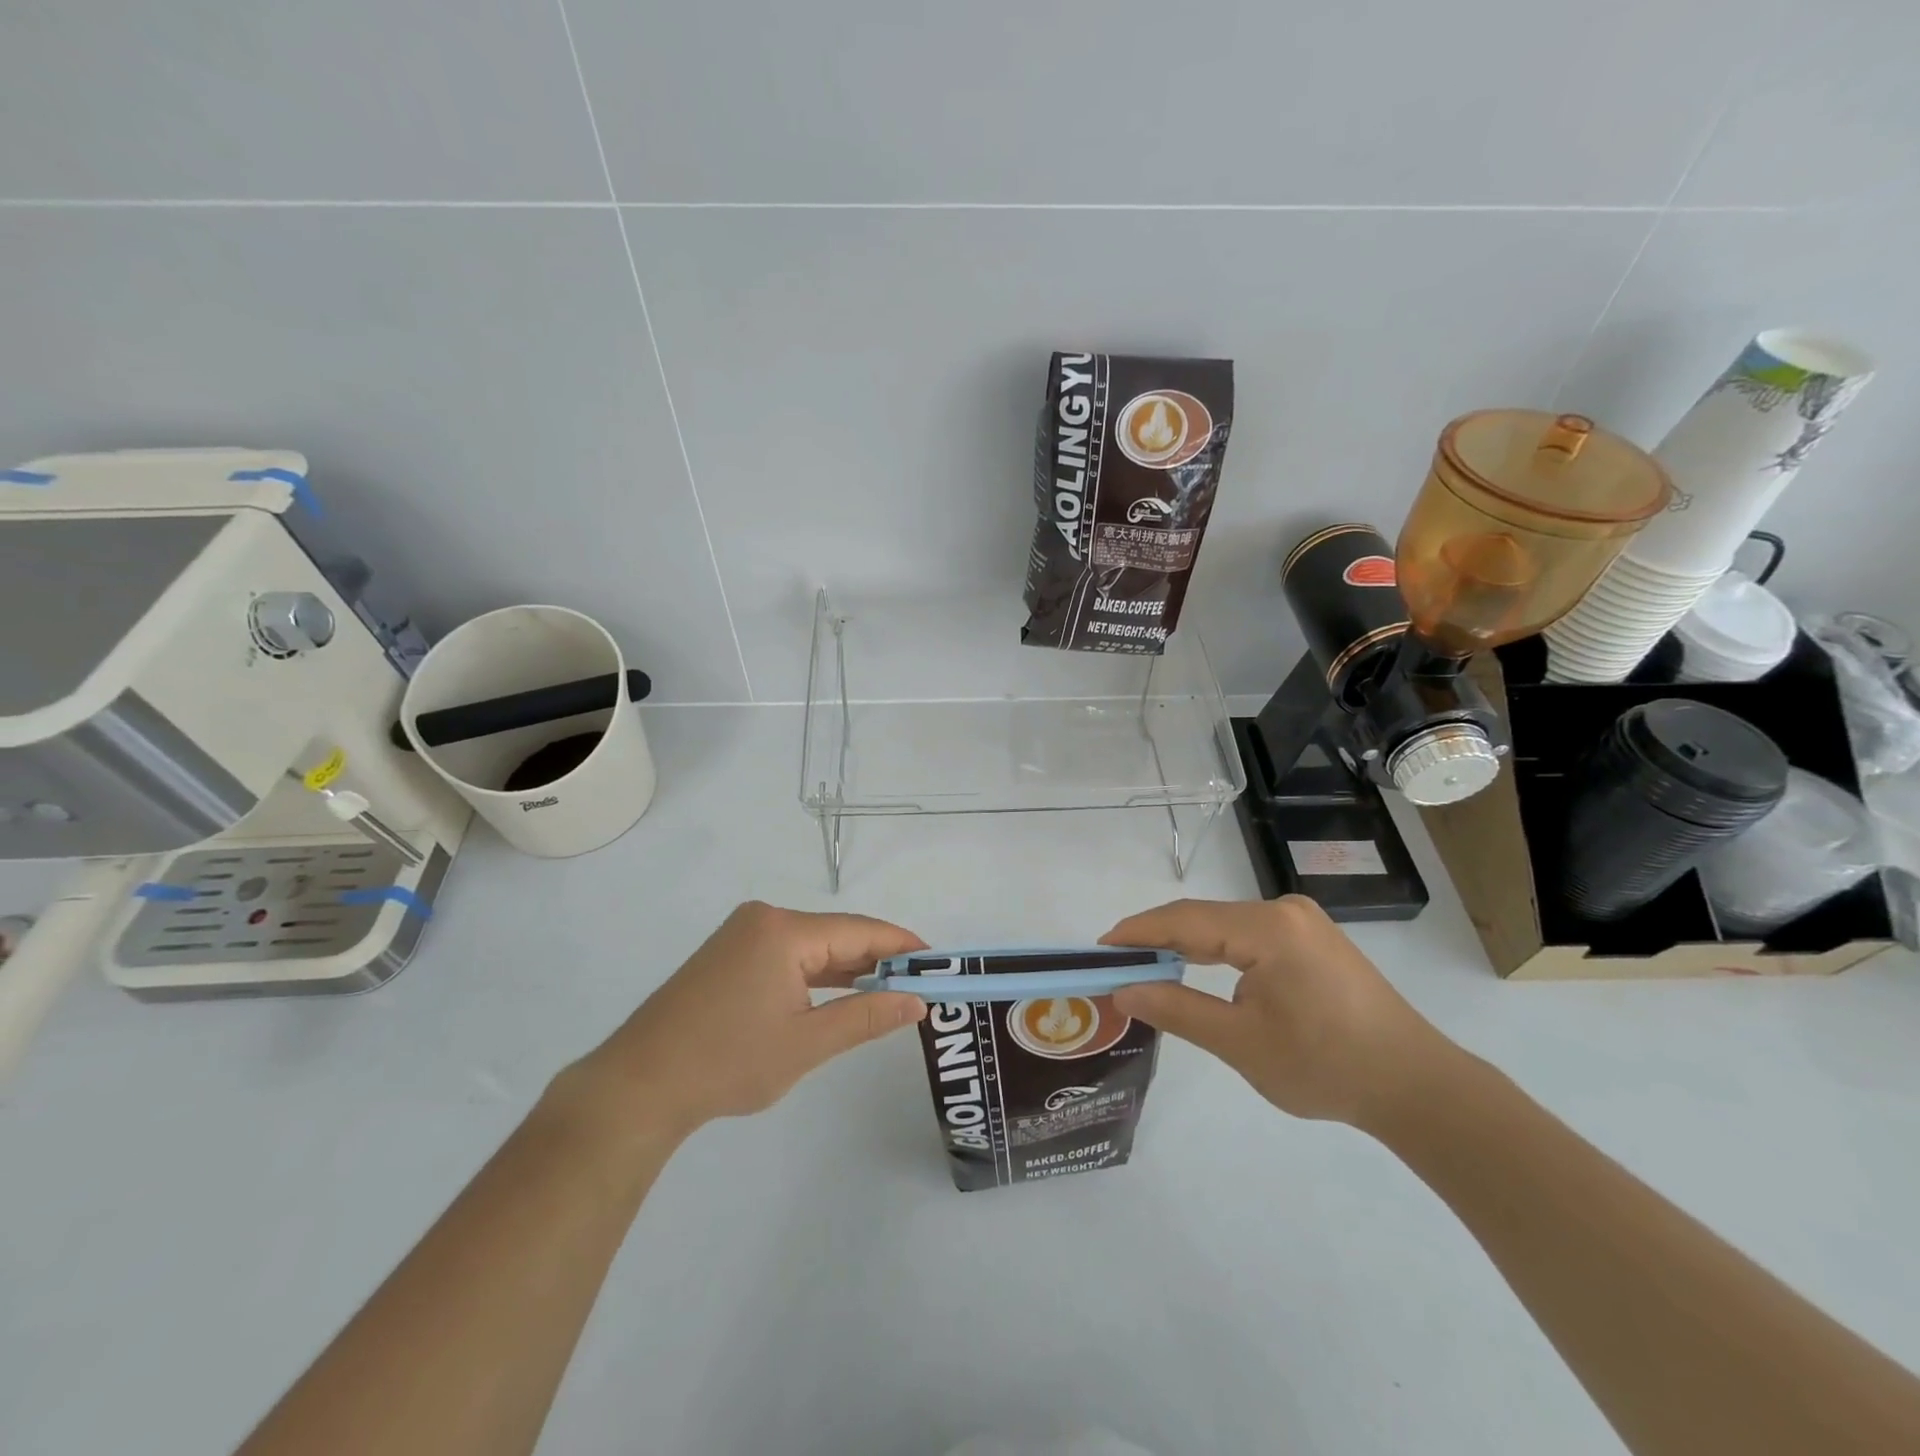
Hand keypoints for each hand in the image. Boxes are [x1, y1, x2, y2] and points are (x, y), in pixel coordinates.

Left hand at [576, 902, 928, 1137]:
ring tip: (889, 988)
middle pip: (836, 934)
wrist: (639, 1085)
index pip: (860, 931)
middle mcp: (764, 918)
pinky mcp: (728, 953)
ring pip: (811, 945)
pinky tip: (839, 991)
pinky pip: (787, 954)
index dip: (902, 946)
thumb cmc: (728, 1062)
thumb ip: (867, 1017)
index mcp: (784, 930)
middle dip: (877, 958)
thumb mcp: (807, 1043)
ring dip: (847, 967)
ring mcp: (742, 934)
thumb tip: (917, 1001)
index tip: (938, 962)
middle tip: (919, 982)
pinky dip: (815, 973)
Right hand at [1103, 896, 1455, 1127]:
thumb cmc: (1326, 1067)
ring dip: (1186, 945)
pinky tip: (1199, 969)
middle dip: (1158, 939)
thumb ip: (1177, 1010)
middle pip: (1203, 917)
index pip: (1185, 920)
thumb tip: (1123, 992)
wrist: (1416, 1087)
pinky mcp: (1312, 939)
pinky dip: (1216, 951)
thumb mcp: (1241, 1043)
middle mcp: (1283, 910)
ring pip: (1225, 926)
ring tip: (1148, 968)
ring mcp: (1302, 922)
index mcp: (1268, 928)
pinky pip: (1249, 935)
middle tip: (1117, 964)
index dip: (1137, 932)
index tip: (1099, 949)